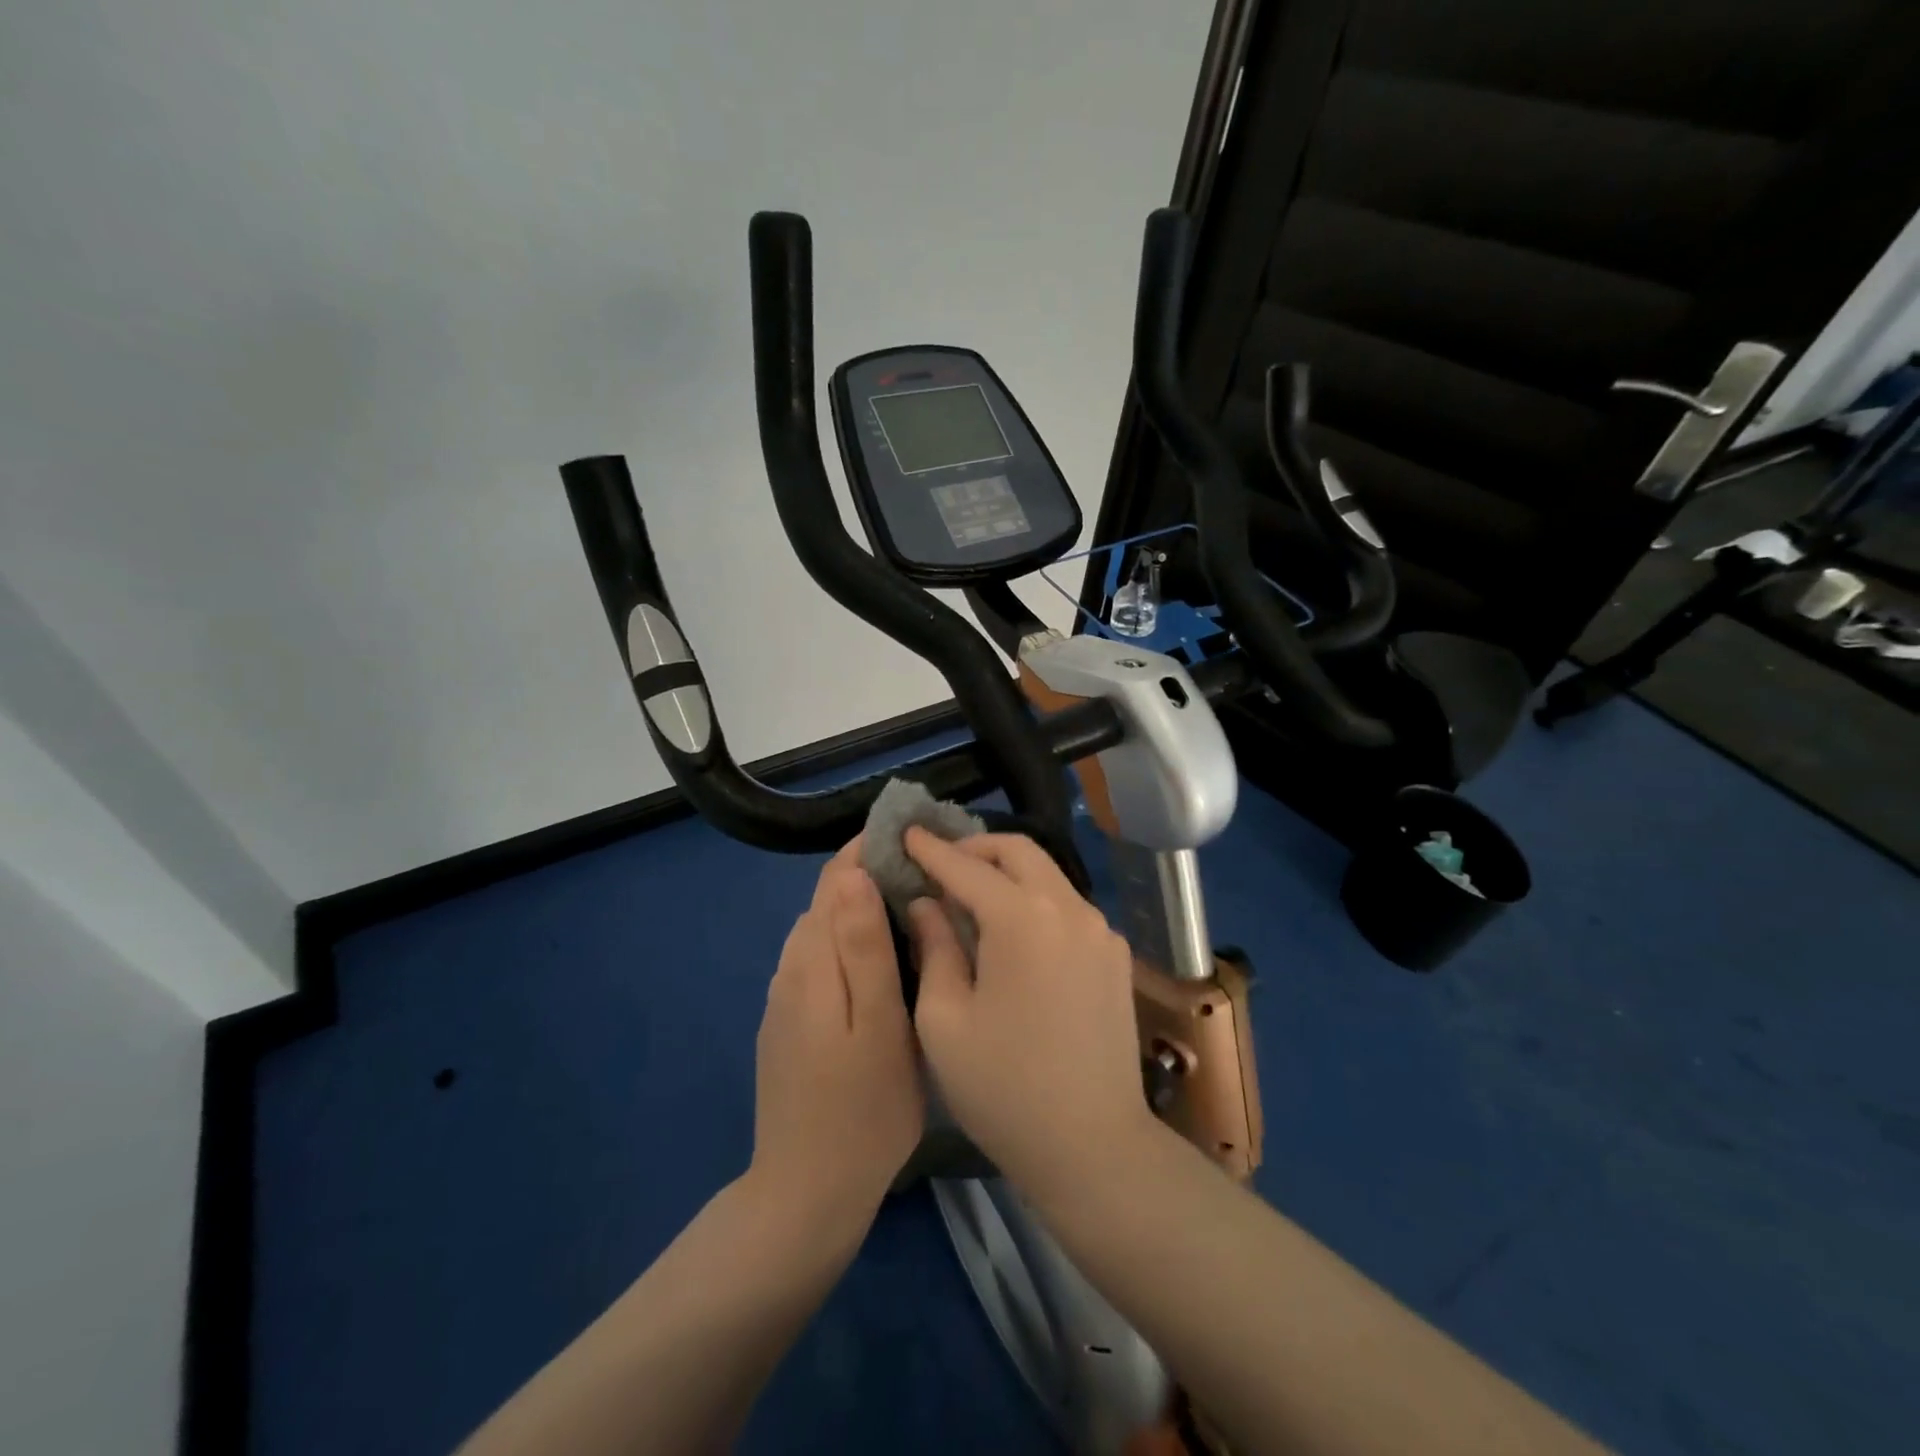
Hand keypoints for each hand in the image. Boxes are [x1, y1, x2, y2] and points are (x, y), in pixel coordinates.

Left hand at [749, 839, 923, 1234]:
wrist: (807, 1193)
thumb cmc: (863, 1110)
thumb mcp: (879, 1025)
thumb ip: (864, 947)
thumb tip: (854, 874)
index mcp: (813, 962)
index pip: (834, 879)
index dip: (868, 848)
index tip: (912, 836)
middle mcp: (791, 968)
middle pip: (827, 899)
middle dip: (870, 873)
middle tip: (927, 873)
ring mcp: (785, 997)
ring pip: (823, 928)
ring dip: (860, 906)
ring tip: (913, 908)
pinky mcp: (788, 1021)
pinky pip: (819, 958)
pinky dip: (849, 940)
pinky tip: (881, 960)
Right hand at [904, 829, 1158, 1200]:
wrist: (1093, 1147)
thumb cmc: (1003, 1088)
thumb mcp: (944, 1019)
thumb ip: (934, 946)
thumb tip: (927, 903)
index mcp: (1023, 919)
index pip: (967, 867)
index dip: (932, 849)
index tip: (905, 832)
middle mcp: (1069, 908)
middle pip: (1018, 852)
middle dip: (974, 848)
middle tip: (939, 862)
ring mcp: (1099, 929)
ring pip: (1047, 874)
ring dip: (1006, 871)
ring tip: (970, 893)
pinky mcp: (1114, 954)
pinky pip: (1066, 905)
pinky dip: (1033, 898)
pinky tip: (1011, 930)